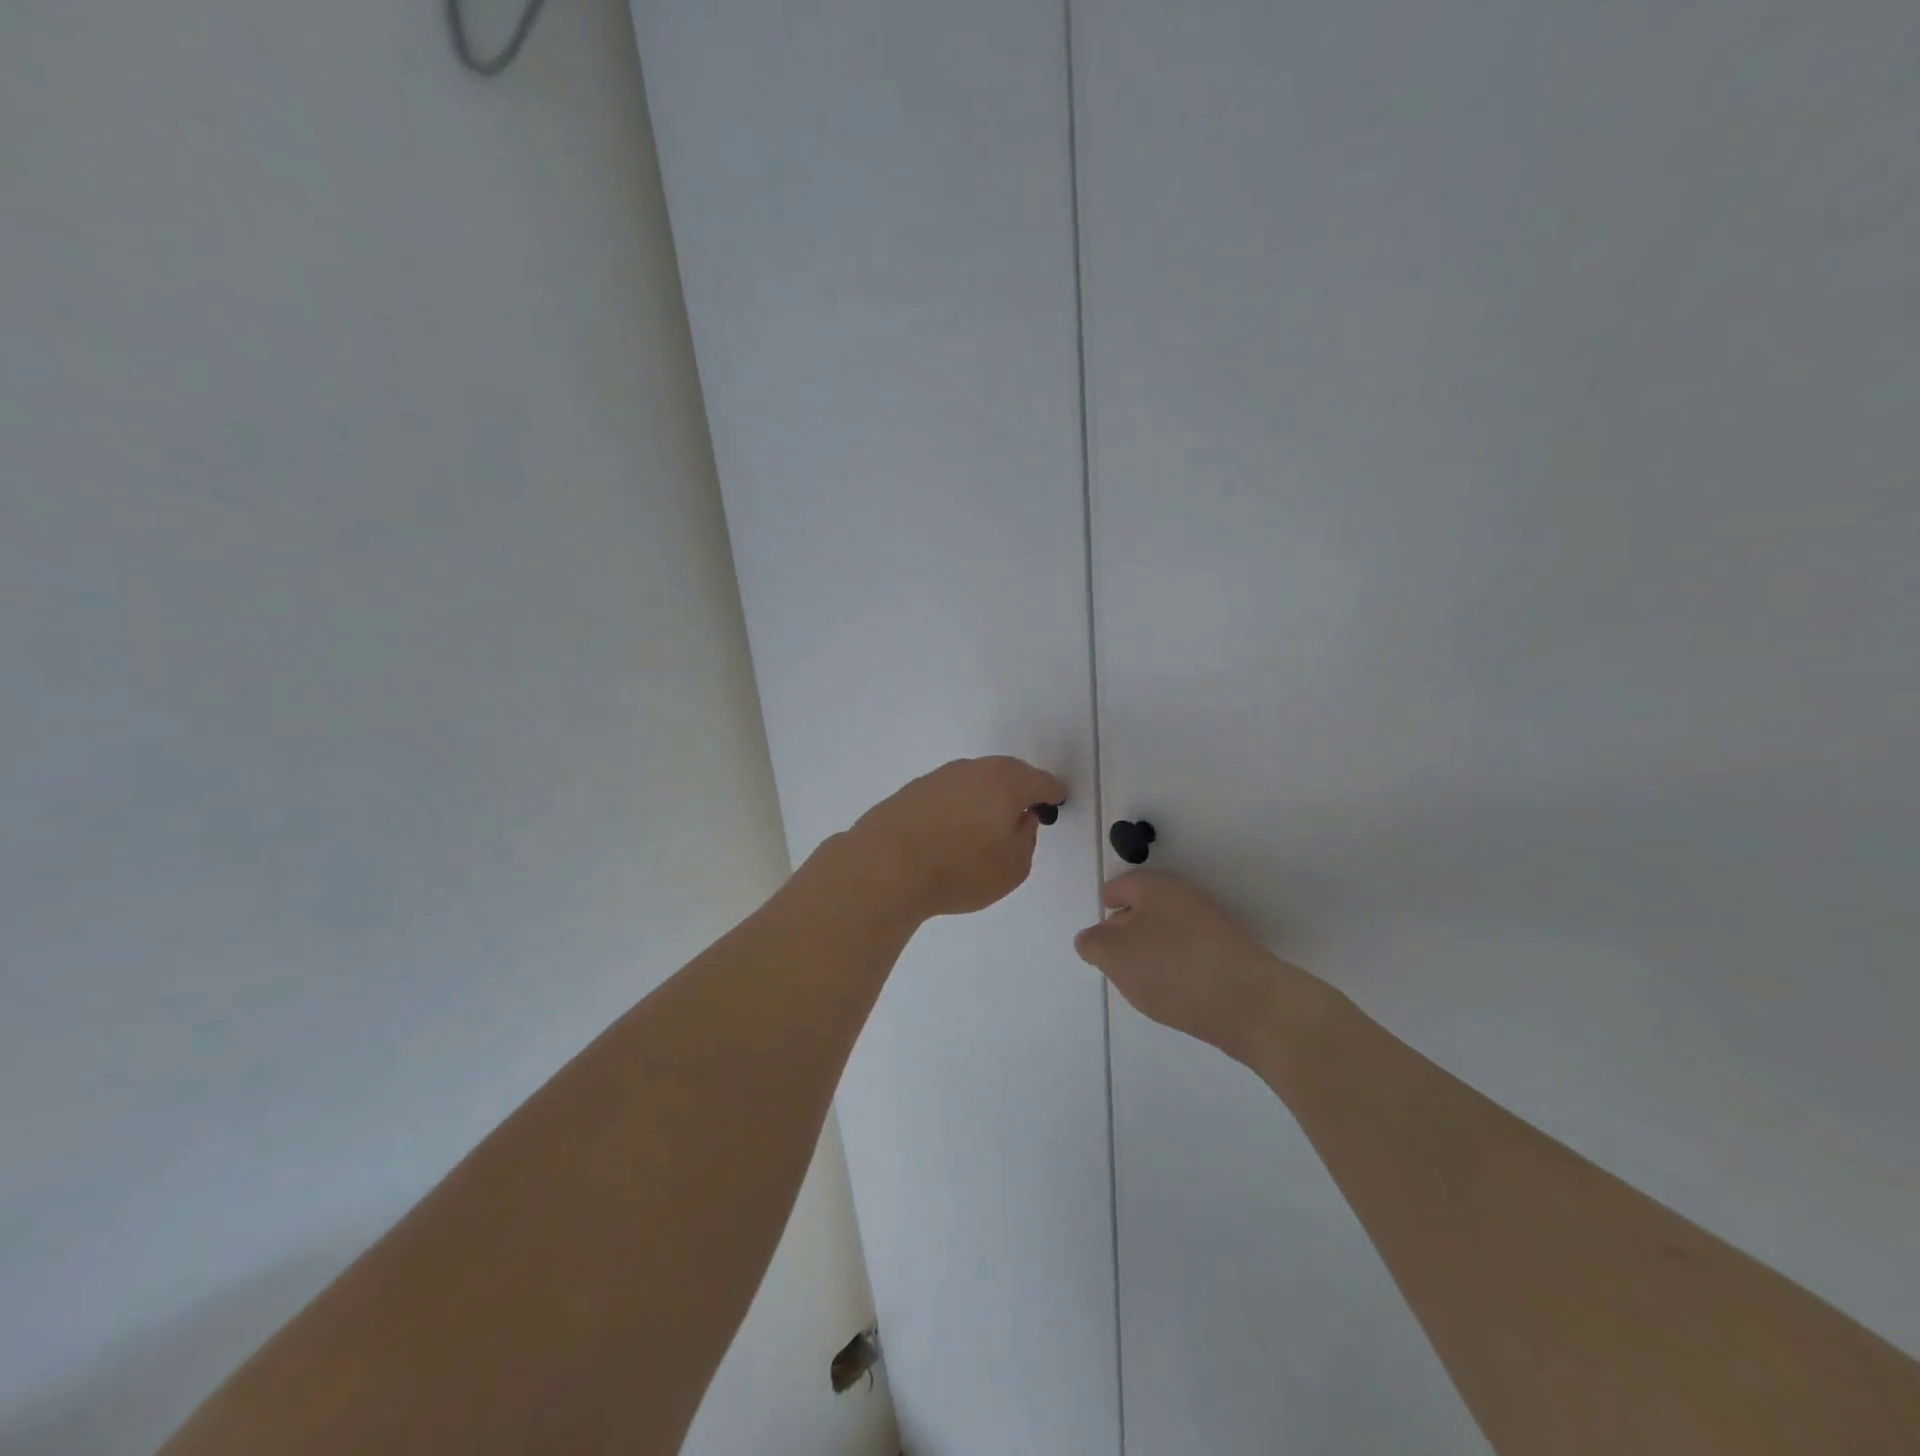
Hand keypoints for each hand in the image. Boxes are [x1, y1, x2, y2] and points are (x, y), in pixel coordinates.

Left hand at [844, 757, 1066, 920]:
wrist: (884, 867)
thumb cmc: (960, 869)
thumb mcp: (1013, 867)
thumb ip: (1027, 838)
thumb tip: (1022, 818)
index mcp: (1006, 782)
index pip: (1040, 781)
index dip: (1052, 792)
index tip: (1057, 801)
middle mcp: (974, 769)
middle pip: (1007, 773)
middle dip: (1019, 788)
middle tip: (1025, 810)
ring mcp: (939, 777)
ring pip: (975, 780)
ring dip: (986, 796)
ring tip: (987, 823)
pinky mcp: (912, 791)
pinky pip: (948, 793)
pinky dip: (958, 805)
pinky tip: (953, 828)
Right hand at [1075, 871, 1317, 1061]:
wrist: (1250, 1004)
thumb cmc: (1172, 969)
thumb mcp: (1115, 956)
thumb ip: (1093, 944)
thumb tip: (1091, 938)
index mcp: (1155, 887)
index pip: (1121, 886)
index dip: (1106, 903)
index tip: (1097, 928)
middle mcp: (1184, 898)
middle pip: (1145, 907)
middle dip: (1125, 928)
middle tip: (1110, 957)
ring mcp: (1210, 926)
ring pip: (1167, 931)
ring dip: (1150, 950)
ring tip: (1137, 980)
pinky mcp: (1228, 955)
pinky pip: (1188, 953)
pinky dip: (1173, 966)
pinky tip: (1170, 992)